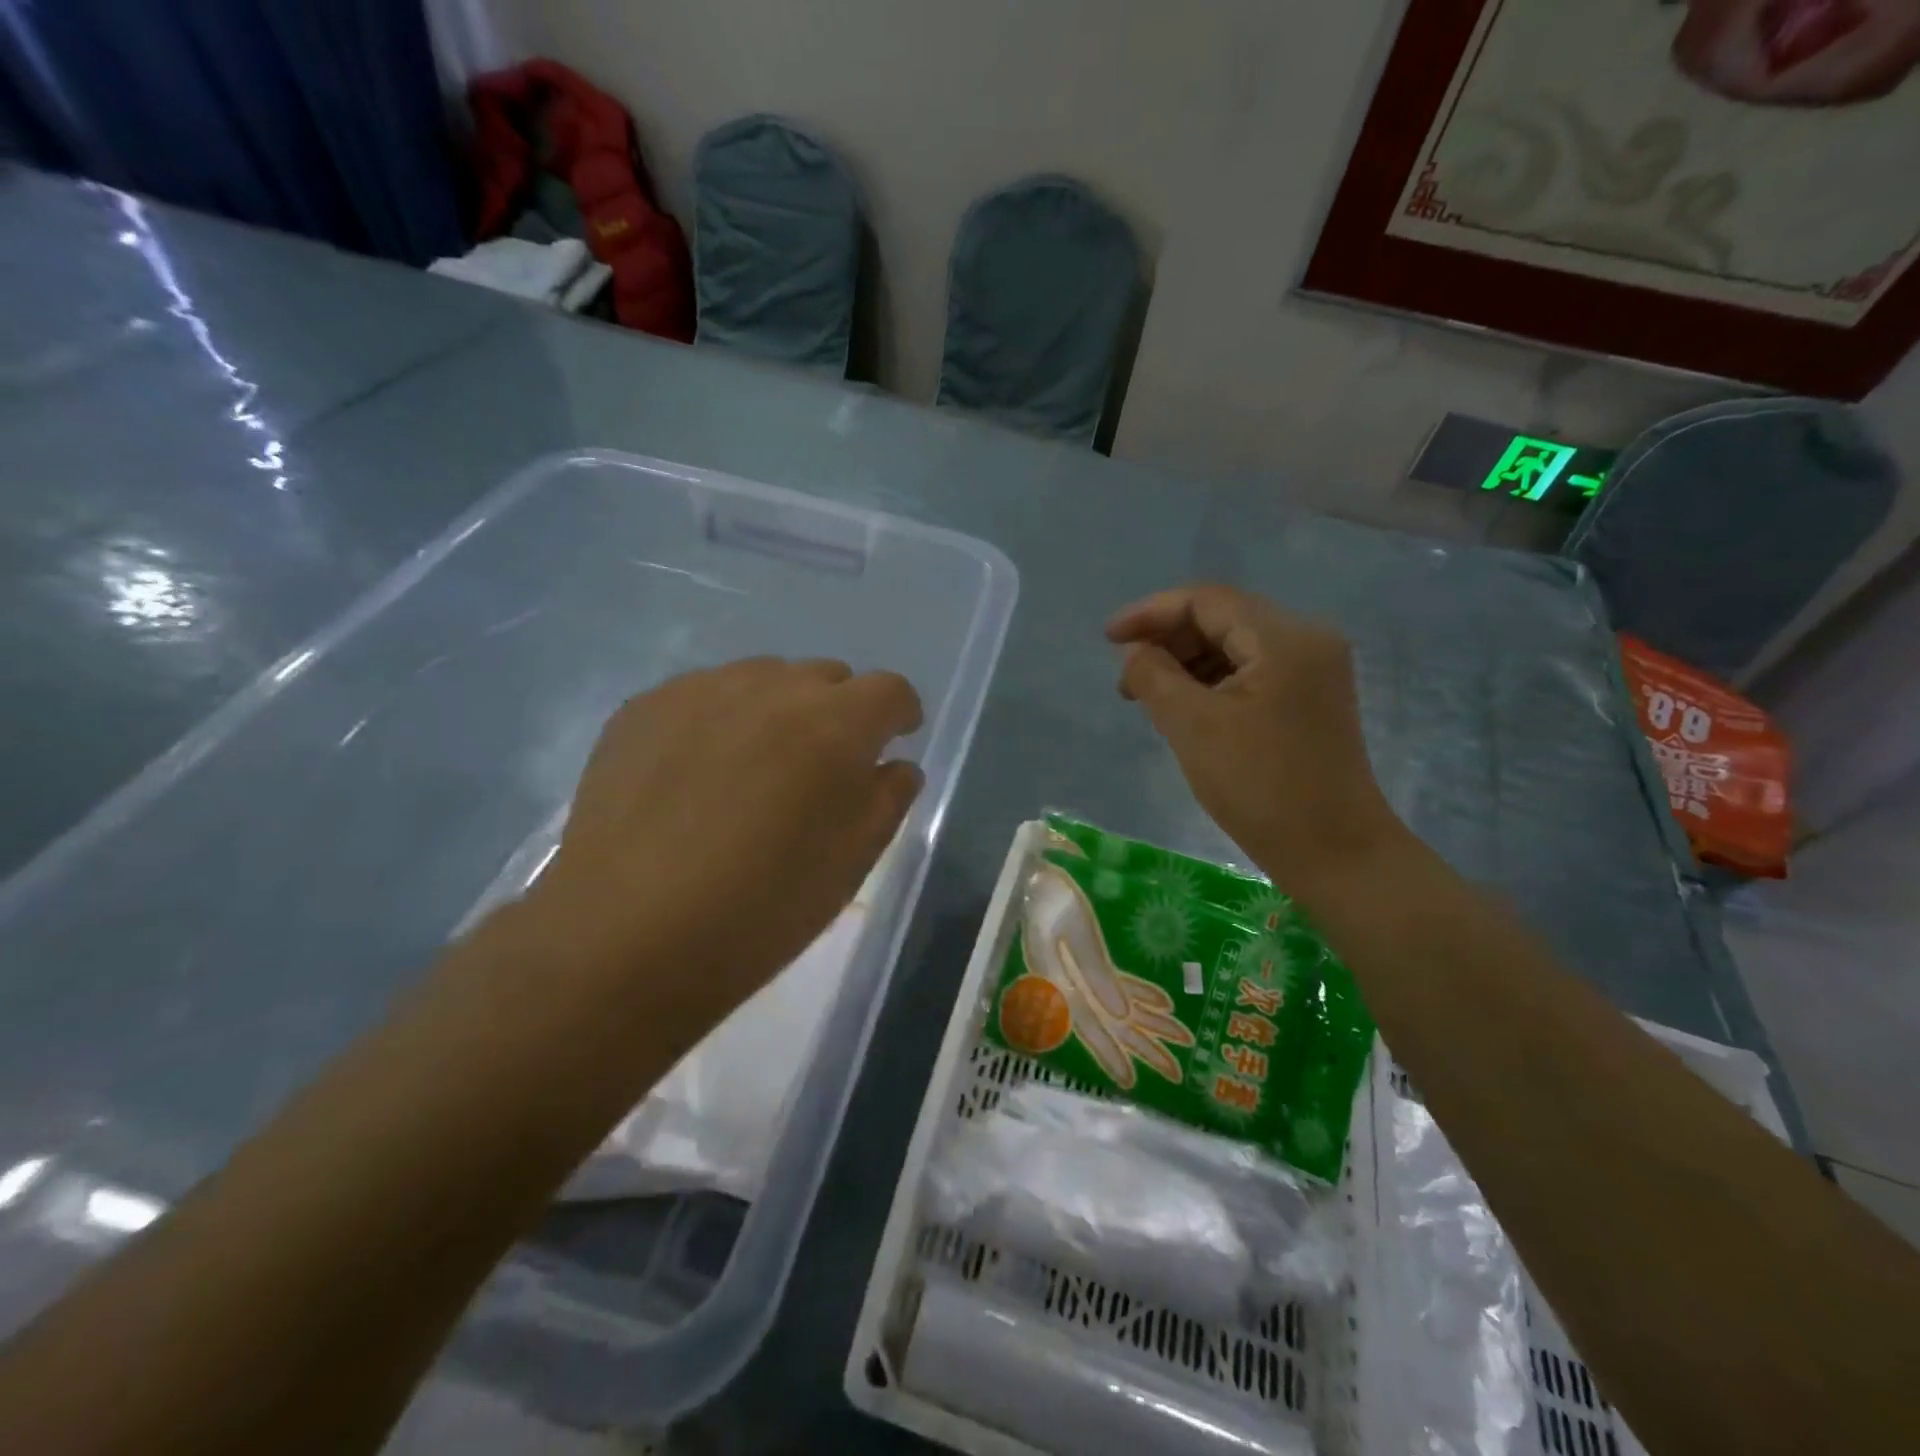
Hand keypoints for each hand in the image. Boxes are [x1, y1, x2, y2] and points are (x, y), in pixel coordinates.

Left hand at [523, 657, 922, 1040]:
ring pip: (763, 678)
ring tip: (754, 769)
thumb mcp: (852, 862)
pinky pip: (704, 695)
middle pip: (826, 677)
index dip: (898, 715)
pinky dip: (719, 720)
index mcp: (834, 725)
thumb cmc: (761, 909)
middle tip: (818, 768)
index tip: (891, 742)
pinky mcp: (643, 707)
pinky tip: (696, 774)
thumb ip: (888, 799)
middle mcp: (771, 688)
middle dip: (837, 712)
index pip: (889, 690)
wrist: (626, 935)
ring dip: (777, 710)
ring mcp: (700, 690)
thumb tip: (893, 765)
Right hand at [1107, 585, 1403, 895]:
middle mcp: (1307, 639)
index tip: (1108, 639)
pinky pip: (1251, 671)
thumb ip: (1155, 677)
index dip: (1151, 613)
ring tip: (1149, 698)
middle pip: (1222, 618)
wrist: (1335, 853)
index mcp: (1284, 638)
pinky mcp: (1310, 698)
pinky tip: (1185, 709)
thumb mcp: (1193, 727)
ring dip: (1187, 662)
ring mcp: (1313, 670)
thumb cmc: (1261, 788)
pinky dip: (1211, 681)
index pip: (1206, 600)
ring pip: (1235, 645)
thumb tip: (1136, 652)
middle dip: (1168, 640)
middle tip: (1127, 679)